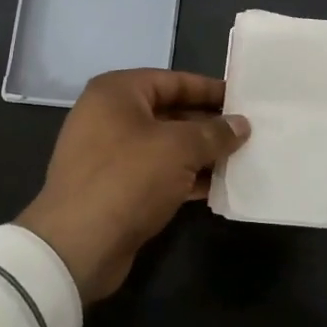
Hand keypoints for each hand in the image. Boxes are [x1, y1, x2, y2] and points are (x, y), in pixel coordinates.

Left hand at [17, 69, 249, 302]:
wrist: (78, 246)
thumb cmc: (128, 178)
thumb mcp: (179, 148)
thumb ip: (214, 133)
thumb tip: (241, 125)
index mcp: (117, 93)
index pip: (173, 81)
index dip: (209, 89)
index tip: (243, 99)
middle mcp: (110, 117)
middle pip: (170, 112)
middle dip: (209, 124)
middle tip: (248, 132)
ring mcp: (111, 155)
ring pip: (166, 146)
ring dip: (201, 153)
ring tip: (242, 158)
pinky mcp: (117, 188)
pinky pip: (159, 173)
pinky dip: (186, 178)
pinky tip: (219, 186)